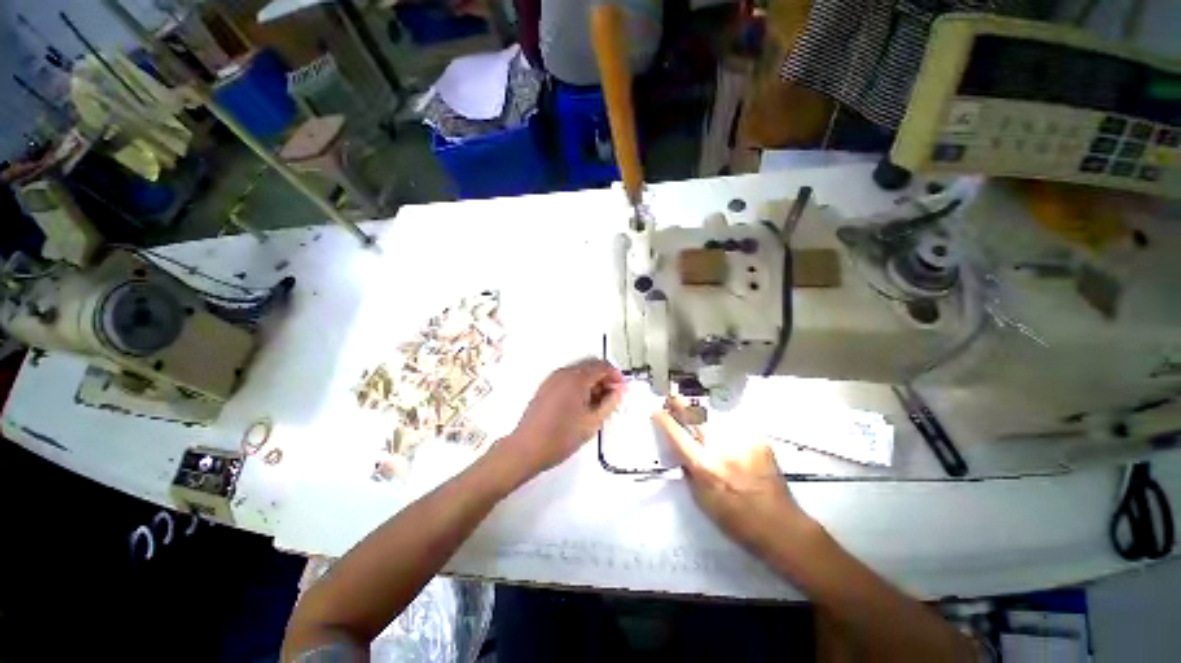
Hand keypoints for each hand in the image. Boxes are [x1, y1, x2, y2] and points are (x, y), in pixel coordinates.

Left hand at [497, 359, 624, 482]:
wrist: (527, 448)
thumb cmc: (561, 437)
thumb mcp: (592, 422)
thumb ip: (609, 403)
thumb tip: (619, 391)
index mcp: (576, 378)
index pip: (602, 366)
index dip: (615, 375)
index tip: (622, 389)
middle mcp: (564, 373)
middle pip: (590, 366)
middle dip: (604, 378)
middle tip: (612, 397)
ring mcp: (552, 379)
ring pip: (579, 372)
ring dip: (592, 382)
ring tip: (598, 403)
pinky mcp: (545, 387)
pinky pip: (568, 378)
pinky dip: (579, 385)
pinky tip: (582, 404)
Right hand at [653, 397, 812, 555]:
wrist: (779, 524)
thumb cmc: (736, 519)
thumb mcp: (702, 501)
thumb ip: (690, 472)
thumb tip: (683, 453)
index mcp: (704, 466)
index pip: (677, 436)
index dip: (664, 420)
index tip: (656, 410)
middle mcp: (721, 449)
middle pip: (696, 417)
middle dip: (681, 405)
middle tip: (672, 397)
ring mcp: (741, 441)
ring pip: (716, 420)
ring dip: (705, 419)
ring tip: (702, 424)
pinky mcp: (758, 440)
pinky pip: (736, 429)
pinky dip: (729, 432)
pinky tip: (732, 442)